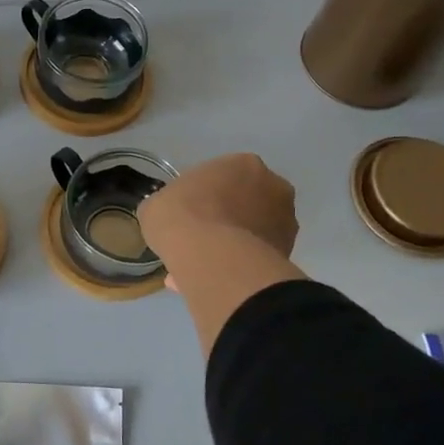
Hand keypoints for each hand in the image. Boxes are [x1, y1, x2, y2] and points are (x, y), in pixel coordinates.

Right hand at [139, 153, 297, 284]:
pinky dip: (237, 267)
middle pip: (245, 202)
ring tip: (202, 268)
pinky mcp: (287, 254)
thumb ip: (169, 206)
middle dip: (225, 219)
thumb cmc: (182, 217)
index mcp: (243, 163)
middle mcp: (273, 186)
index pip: (224, 176)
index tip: (189, 213)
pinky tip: (212, 280)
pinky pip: (255, 259)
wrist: (212, 258)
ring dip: (233, 246)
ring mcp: (285, 222)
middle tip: (199, 240)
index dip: (204, 196)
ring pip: (253, 233)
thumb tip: (168, 218)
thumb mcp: (156, 205)